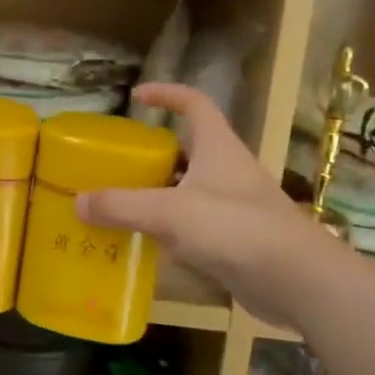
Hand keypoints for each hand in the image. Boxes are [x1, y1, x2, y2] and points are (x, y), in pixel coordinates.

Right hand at [76, 83, 325, 325]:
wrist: (297, 280)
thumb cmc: (234, 228)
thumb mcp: (170, 212)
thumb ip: (121, 206)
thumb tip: (77, 201)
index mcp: (217, 147)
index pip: (194, 103)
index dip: (167, 94)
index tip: (136, 97)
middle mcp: (227, 170)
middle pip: (186, 149)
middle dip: (152, 153)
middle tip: (117, 164)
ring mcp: (234, 206)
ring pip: (188, 190)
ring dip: (157, 194)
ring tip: (119, 204)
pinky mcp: (235, 240)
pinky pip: (193, 226)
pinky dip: (169, 230)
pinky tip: (145, 244)